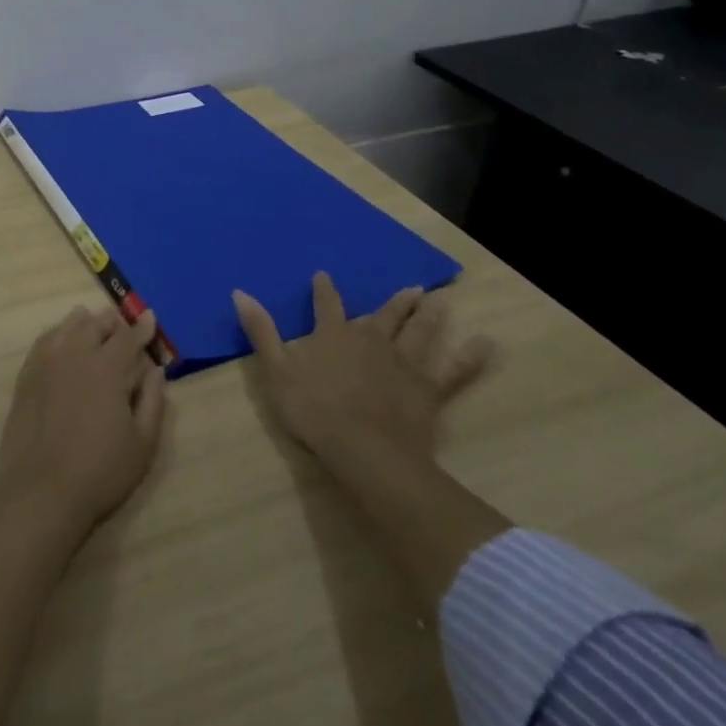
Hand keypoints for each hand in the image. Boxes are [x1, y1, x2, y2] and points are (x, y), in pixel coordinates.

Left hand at [0, 306, 167, 535]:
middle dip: (113, 322)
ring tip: (91, 321)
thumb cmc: (100, 471)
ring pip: (68, 327)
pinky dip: (57, 333)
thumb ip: (153, 400)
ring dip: (84, 322)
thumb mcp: (142, 443)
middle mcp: (76, 355)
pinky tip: (60, 338)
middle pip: (96, 325)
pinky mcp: (26, 376)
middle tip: (122, 323)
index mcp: (108, 368)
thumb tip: (155, 369)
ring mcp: (47, 363)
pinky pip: (44, 341)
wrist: (40, 492)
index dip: (142, 327)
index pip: (129, 337)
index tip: (150, 317)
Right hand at [234, 275, 492, 478]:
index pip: (327, 305)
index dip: (325, 290)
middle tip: (413, 288)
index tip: (324, 275)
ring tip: (440, 301)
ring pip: (419, 333)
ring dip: (429, 316)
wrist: (365, 450)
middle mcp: (371, 340)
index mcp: (333, 336)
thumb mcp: (276, 371)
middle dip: (396, 302)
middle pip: (385, 315)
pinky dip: (470, 357)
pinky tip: (486, 344)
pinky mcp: (428, 389)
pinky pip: (454, 371)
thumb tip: (240, 292)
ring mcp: (403, 363)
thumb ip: (260, 331)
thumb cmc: (314, 411)